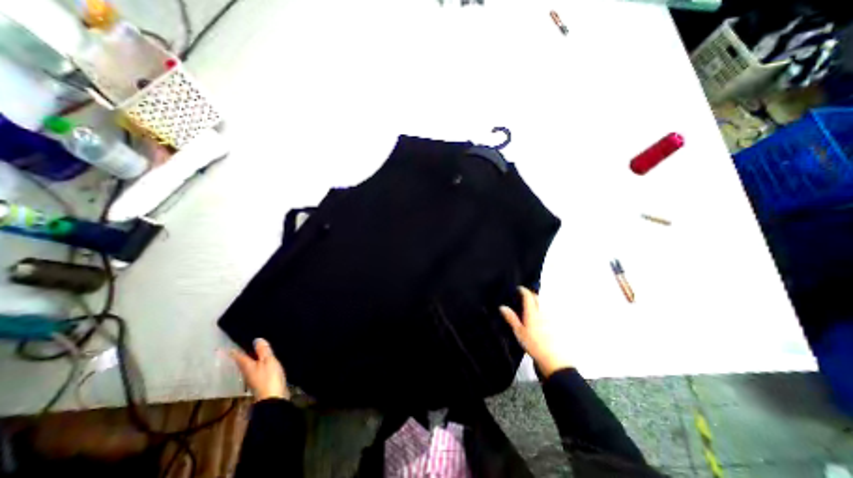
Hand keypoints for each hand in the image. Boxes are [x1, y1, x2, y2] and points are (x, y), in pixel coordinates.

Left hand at [230, 337, 289, 400]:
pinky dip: (258, 364)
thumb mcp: (268, 361)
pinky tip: (263, 362)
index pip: (238, 357)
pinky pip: (258, 369)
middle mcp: (248, 372)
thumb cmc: (269, 378)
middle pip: (242, 362)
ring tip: (251, 352)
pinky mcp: (262, 381)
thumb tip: (256, 339)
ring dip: (249, 359)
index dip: (232, 352)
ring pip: (249, 366)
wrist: (274, 398)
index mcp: (247, 366)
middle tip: (236, 348)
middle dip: (240, 355)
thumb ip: (263, 351)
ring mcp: (254, 378)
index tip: (221, 348)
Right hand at [500, 286, 571, 377]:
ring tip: (532, 304)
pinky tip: (541, 316)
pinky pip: (549, 311)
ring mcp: (551, 318)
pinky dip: (544, 309)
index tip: (519, 288)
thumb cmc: (533, 344)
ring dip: (538, 301)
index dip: (523, 290)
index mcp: (532, 312)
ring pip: (544, 304)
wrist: (554, 359)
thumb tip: (502, 307)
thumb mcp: (519, 332)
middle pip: (538, 298)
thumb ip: (511, 318)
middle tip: (525, 295)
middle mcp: (543, 311)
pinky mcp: (557, 324)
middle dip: (532, 294)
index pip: (528, 296)